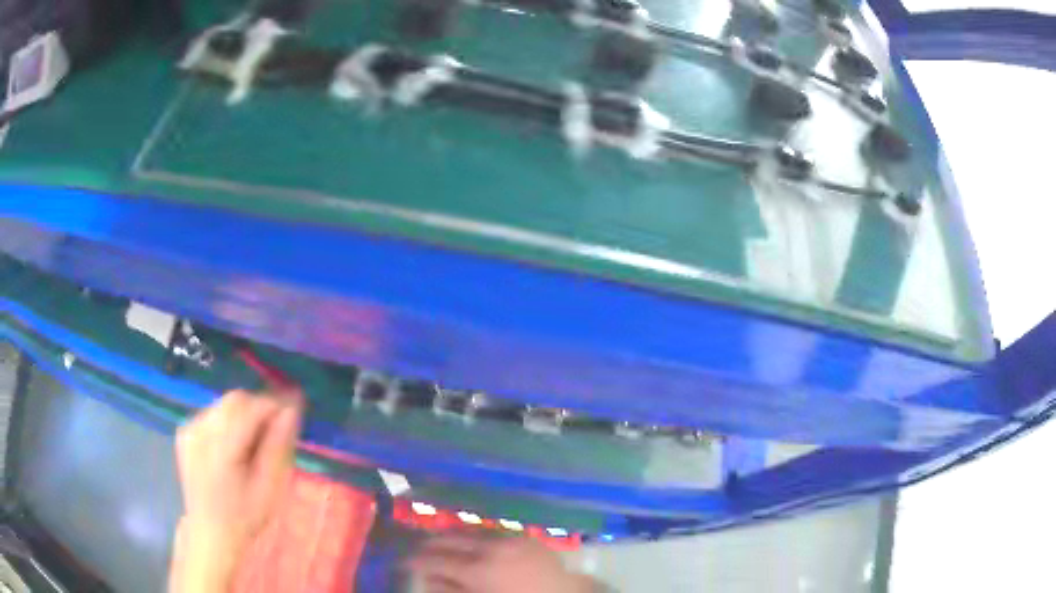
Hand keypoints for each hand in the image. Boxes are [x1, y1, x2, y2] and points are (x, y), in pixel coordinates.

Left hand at [170, 388, 303, 592]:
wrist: (211, 532)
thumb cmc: (245, 516)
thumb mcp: (269, 488)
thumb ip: (278, 446)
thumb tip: (291, 411)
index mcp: (221, 448)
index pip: (251, 407)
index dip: (275, 404)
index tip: (296, 409)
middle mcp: (201, 431)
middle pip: (236, 400)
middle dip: (259, 407)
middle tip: (277, 429)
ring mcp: (190, 430)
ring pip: (224, 404)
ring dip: (244, 414)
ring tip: (255, 442)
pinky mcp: (185, 432)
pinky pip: (213, 413)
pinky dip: (228, 421)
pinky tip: (235, 445)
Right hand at [406, 533, 597, 592]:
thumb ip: (450, 592)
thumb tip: (427, 580)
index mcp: (476, 570)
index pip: (435, 560)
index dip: (416, 560)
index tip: (404, 561)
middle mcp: (488, 548)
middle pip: (449, 540)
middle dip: (430, 544)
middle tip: (418, 550)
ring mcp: (508, 539)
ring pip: (469, 532)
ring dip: (451, 536)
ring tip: (439, 542)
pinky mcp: (524, 537)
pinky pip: (491, 531)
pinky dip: (475, 535)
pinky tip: (470, 540)